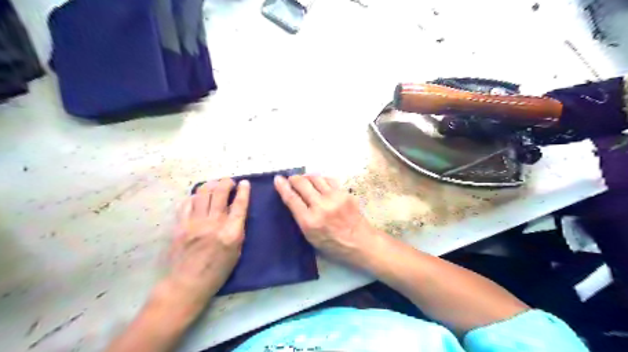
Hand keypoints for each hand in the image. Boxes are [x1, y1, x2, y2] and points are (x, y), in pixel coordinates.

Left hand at [160, 179, 251, 315]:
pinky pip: (187, 203)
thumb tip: (236, 212)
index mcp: (231, 233)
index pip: (239, 205)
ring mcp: (194, 223)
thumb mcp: (236, 252)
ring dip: (211, 185)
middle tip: (230, 182)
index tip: (245, 183)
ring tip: (215, 185)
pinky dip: (195, 197)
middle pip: (220, 193)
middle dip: (226, 182)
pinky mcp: (180, 225)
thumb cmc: (217, 271)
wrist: (187, 284)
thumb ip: (237, 230)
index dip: (244, 191)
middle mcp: (213, 224)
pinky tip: (198, 199)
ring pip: (202, 193)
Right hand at [274, 174, 376, 265]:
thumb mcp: (311, 238)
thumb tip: (293, 199)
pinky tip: (320, 183)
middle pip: (302, 183)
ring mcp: (334, 198)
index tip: (278, 179)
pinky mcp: (345, 193)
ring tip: (305, 180)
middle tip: (291, 179)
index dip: (282, 186)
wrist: (361, 243)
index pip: (291, 198)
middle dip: (294, 178)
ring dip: (307, 177)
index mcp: (309, 222)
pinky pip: (329, 180)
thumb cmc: (333, 246)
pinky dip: (321, 180)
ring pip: (315, 178)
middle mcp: (320, 206)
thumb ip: (301, 218)